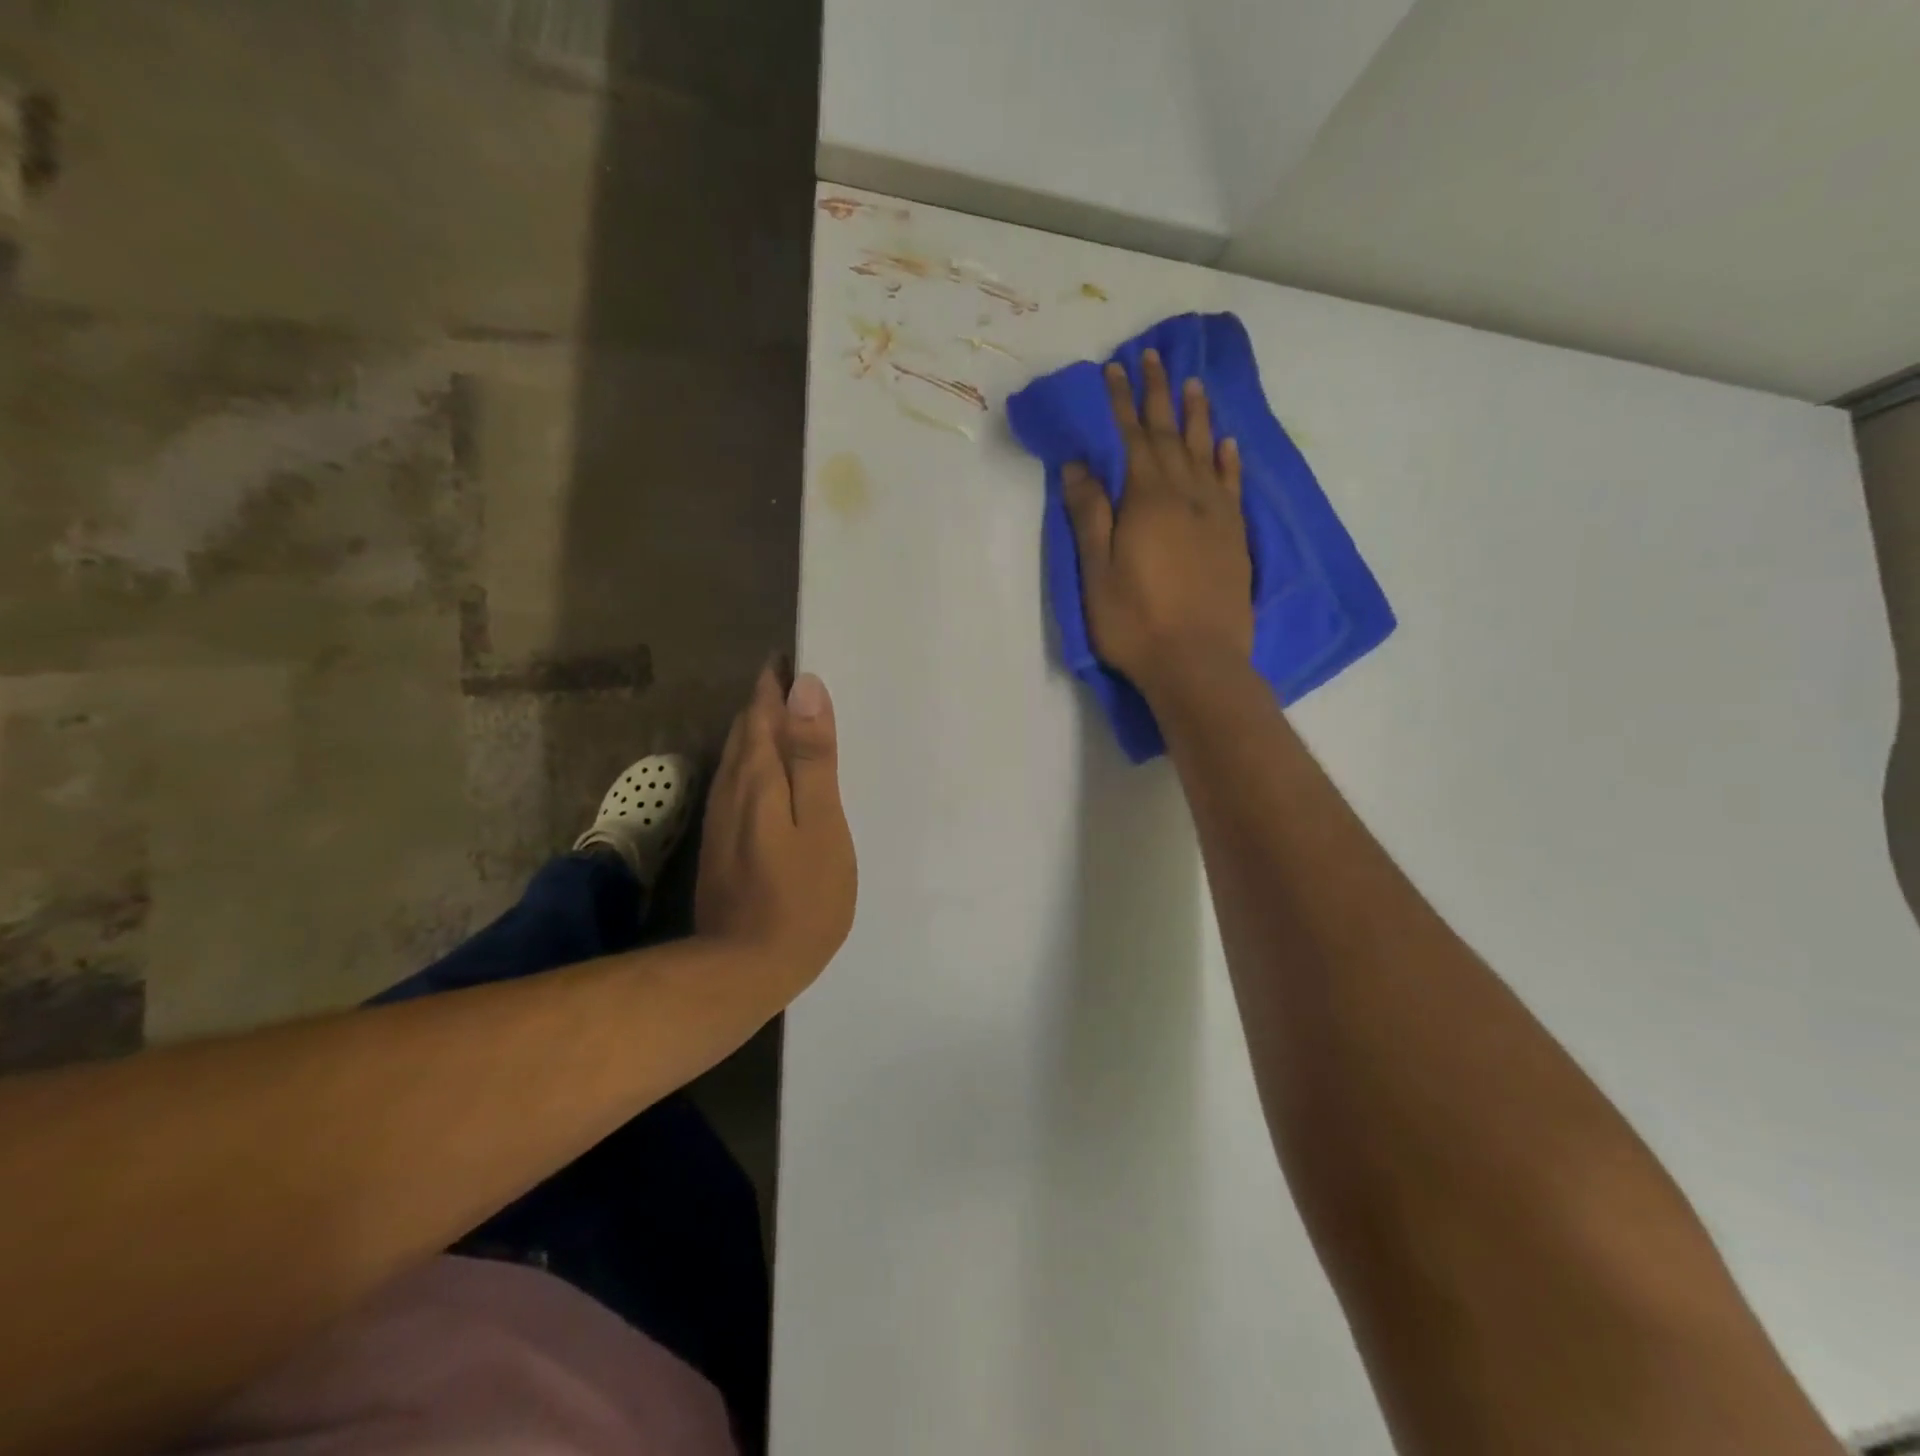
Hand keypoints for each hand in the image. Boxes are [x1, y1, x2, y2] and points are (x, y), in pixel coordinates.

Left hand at [695, 662, 857, 997]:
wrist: (745, 967)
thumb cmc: (802, 896)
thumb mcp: (822, 823)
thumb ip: (814, 757)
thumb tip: (805, 688)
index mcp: (759, 776)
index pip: (761, 711)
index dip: (775, 682)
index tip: (792, 656)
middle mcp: (732, 788)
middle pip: (744, 729)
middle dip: (765, 701)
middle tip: (793, 680)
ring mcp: (721, 818)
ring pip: (736, 757)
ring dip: (756, 730)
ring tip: (785, 717)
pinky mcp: (721, 843)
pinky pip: (736, 783)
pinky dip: (753, 763)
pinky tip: (768, 774)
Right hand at [1062, 349, 1252, 697]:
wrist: (1199, 662)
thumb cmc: (1136, 622)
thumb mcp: (1097, 572)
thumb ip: (1089, 515)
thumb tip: (1079, 465)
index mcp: (1146, 501)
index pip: (1131, 439)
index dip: (1121, 403)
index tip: (1114, 368)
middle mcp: (1186, 496)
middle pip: (1170, 435)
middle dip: (1158, 395)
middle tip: (1152, 357)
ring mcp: (1216, 516)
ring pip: (1206, 452)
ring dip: (1197, 416)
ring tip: (1193, 384)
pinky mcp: (1235, 538)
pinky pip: (1233, 485)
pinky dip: (1229, 459)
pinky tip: (1228, 443)